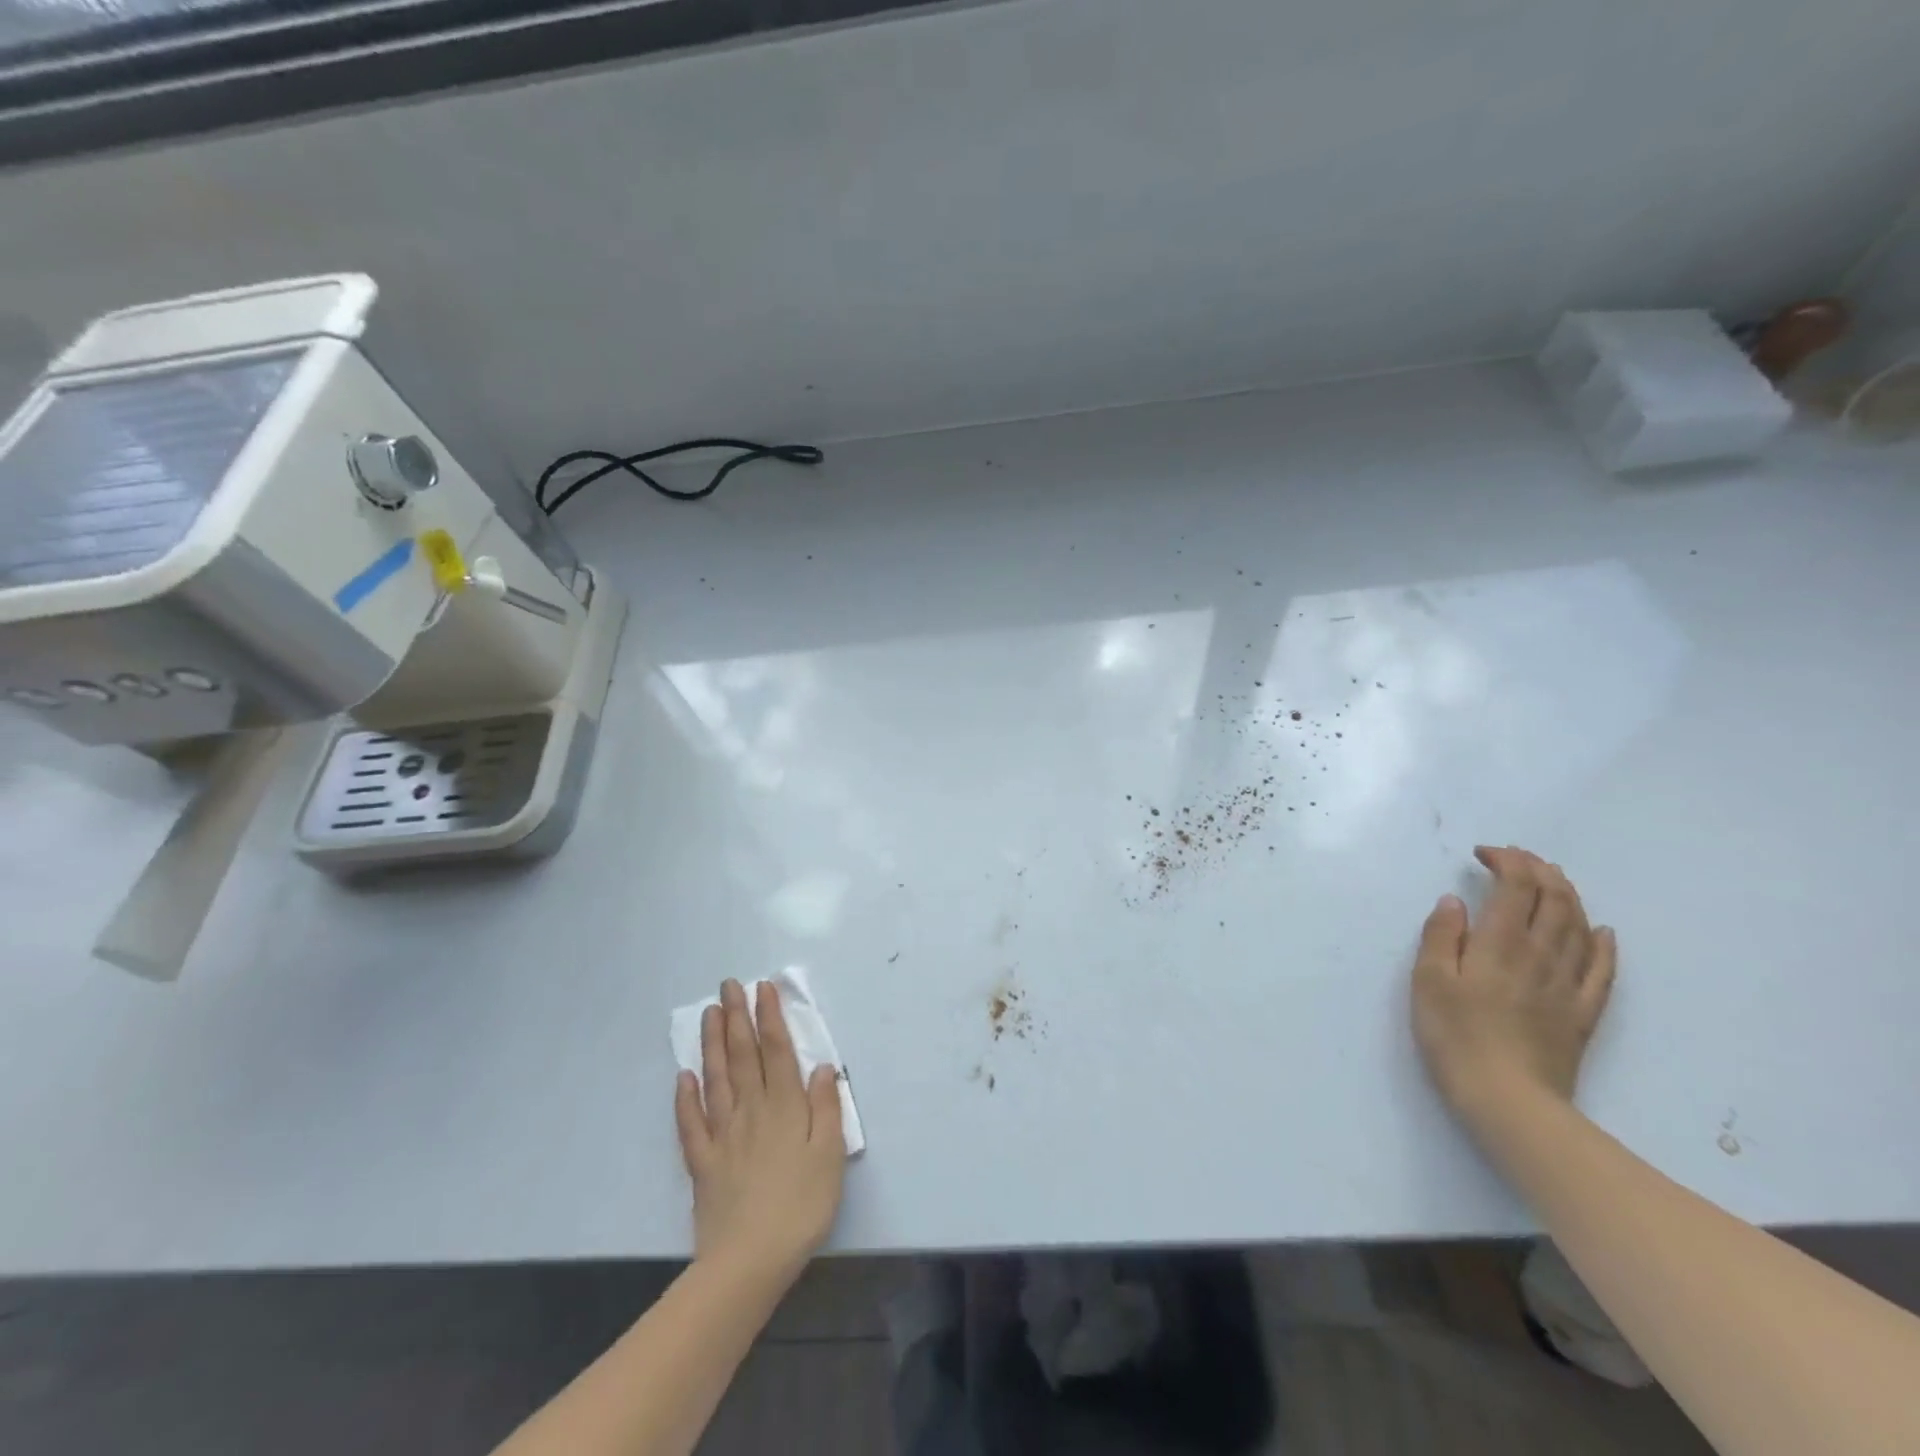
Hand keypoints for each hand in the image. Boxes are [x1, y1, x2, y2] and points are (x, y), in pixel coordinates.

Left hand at [675, 979, 846, 1283]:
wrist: (750, 1261)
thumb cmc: (801, 1206)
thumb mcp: (830, 1156)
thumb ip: (826, 1108)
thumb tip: (821, 1066)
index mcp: (786, 1107)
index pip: (776, 1051)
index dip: (769, 1017)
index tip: (762, 988)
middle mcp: (752, 1111)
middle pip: (743, 1056)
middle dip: (737, 1017)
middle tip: (728, 985)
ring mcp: (723, 1135)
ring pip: (716, 1079)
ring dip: (713, 1044)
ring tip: (708, 1013)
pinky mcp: (703, 1163)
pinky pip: (691, 1124)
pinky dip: (685, 1098)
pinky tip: (683, 1076)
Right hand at [1412, 847, 1616, 1123]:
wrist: (1508, 1098)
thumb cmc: (1455, 1035)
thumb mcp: (1428, 980)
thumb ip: (1441, 935)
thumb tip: (1455, 901)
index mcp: (1501, 943)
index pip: (1516, 887)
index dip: (1506, 861)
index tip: (1483, 854)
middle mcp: (1541, 954)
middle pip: (1554, 899)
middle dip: (1538, 869)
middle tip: (1516, 858)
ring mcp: (1568, 983)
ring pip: (1579, 926)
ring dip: (1567, 895)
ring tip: (1551, 880)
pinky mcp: (1583, 1012)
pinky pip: (1602, 969)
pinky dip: (1602, 943)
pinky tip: (1599, 932)